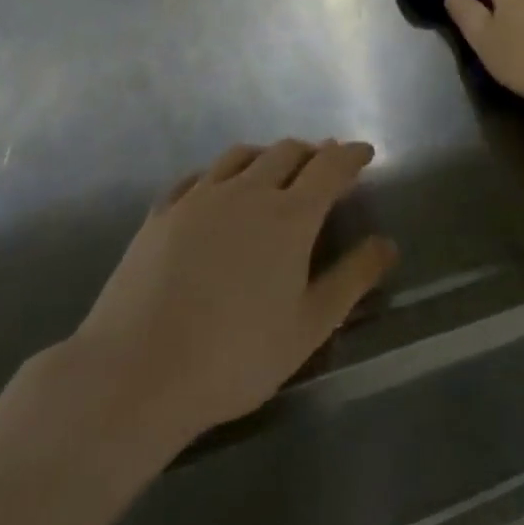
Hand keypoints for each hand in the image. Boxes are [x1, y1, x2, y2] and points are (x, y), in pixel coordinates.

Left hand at [61, 140, 396, 452]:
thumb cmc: (235, 356)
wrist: (136, 372)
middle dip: (312, 152)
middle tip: (324, 165)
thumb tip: (387, 244)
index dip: (351, 156)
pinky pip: (199, 176)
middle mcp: (247, 192)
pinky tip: (218, 188)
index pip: (330, 167)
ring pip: (241, 156)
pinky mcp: (162, 213)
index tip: (364, 153)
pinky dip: (222, 173)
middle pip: (287, 152)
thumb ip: (352, 279)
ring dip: (268, 155)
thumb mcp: (309, 326)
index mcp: (290, 215)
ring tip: (276, 169)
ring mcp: (199, 198)